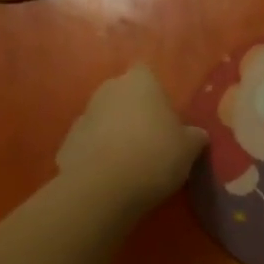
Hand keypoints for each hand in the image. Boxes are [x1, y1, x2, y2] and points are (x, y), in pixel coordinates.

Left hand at [54, 65, 207, 219]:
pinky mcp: (66, 143)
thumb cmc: (154, 155)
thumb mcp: (189, 148)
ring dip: (113, 132)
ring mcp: (83, 115)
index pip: (146, 74)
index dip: (155, 93)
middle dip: (133, 111)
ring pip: (104, 119)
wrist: (102, 189)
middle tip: (150, 139)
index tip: (164, 116)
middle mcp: (108, 89)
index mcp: (140, 82)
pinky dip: (96, 154)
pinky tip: (108, 176)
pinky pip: (88, 144)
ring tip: (129, 162)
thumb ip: (194, 136)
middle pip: (123, 95)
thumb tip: (197, 135)